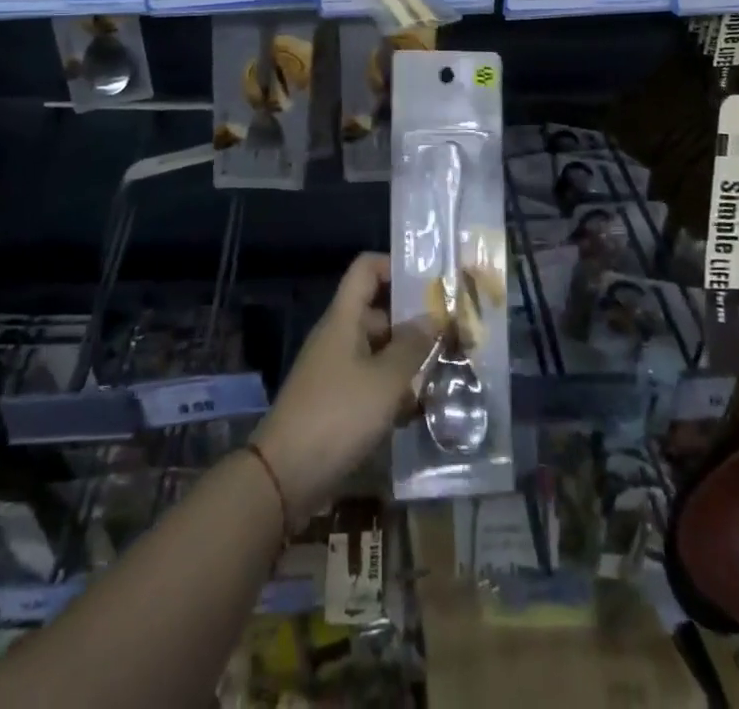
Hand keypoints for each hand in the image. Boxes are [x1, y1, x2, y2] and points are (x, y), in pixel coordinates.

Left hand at [251, 254, 438, 523]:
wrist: (285, 475)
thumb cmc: (338, 414)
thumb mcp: (385, 380)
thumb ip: (412, 346)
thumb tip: (433, 317)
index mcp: (344, 317)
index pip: (366, 269)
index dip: (395, 265)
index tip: (430, 281)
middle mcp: (338, 336)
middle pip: (378, 312)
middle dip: (414, 322)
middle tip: (453, 335)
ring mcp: (336, 369)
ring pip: (378, 350)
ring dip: (408, 360)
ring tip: (446, 372)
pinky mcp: (336, 401)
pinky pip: (371, 381)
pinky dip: (393, 389)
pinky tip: (420, 409)